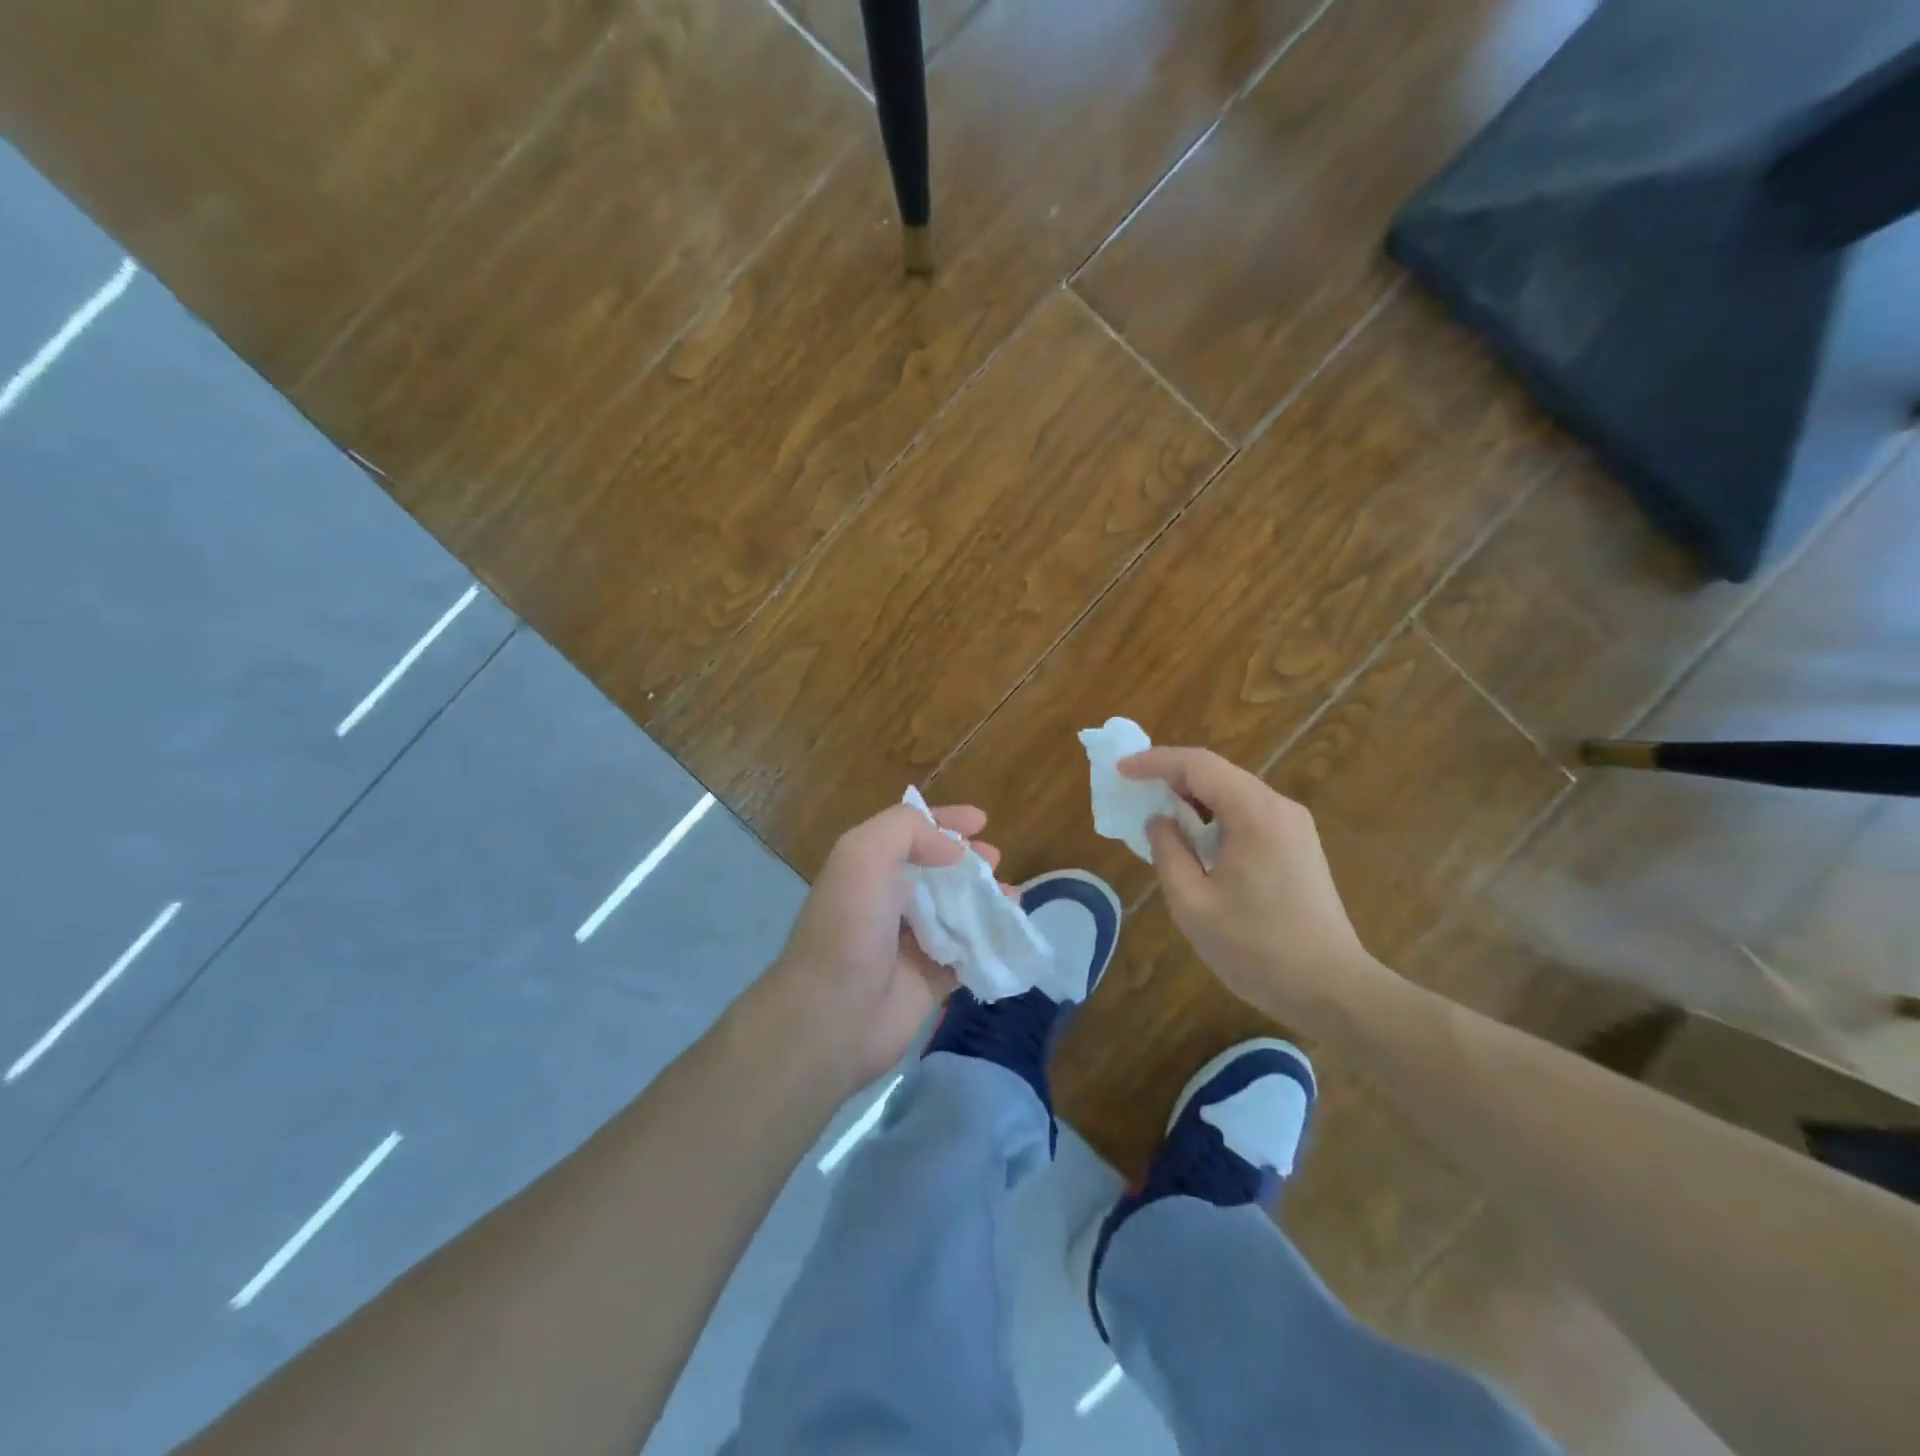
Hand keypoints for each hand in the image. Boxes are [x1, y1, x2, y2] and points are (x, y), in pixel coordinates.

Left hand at [765, 801, 999, 1091]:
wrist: (833, 1015)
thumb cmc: (850, 926)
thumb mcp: (864, 854)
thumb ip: (907, 830)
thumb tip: (953, 849)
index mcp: (869, 867)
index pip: (911, 832)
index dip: (945, 822)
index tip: (982, 821)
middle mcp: (888, 900)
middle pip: (938, 870)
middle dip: (969, 861)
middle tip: (996, 860)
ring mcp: (909, 941)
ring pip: (956, 910)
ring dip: (985, 899)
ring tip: (1013, 898)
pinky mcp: (929, 979)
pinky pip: (967, 953)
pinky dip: (990, 941)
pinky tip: (1011, 933)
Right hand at [1121, 746, 1389, 1031]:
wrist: (1332, 989)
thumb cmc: (1257, 949)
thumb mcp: (1193, 905)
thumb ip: (1168, 853)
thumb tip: (1160, 821)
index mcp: (1254, 814)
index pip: (1198, 765)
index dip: (1155, 761)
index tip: (1120, 770)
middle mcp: (1279, 807)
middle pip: (1218, 773)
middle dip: (1172, 776)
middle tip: (1134, 791)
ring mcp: (1294, 826)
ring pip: (1233, 792)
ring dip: (1193, 798)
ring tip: (1158, 815)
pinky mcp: (1299, 845)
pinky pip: (1249, 813)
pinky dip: (1215, 815)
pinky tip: (1196, 839)